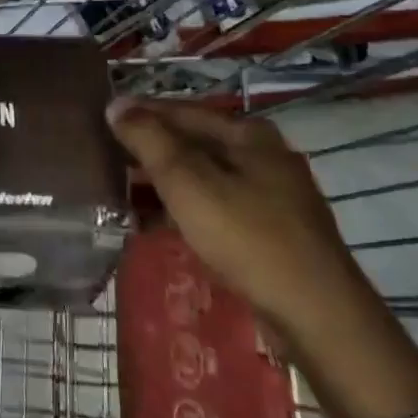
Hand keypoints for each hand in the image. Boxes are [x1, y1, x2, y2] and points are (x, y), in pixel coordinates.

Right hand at [107, 98, 417, 417]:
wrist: (316, 314)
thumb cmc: (247, 237)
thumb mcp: (188, 182)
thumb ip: (149, 140)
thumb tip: (116, 104)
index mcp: (247, 133)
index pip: (180, 110)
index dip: (139, 114)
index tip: (100, 121)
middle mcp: (262, 155)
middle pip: (192, 142)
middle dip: (148, 151)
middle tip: (104, 159)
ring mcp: (270, 194)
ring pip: (202, 176)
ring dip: (162, 183)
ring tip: (119, 194)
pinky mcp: (270, 230)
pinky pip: (215, 206)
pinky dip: (183, 209)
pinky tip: (154, 225)